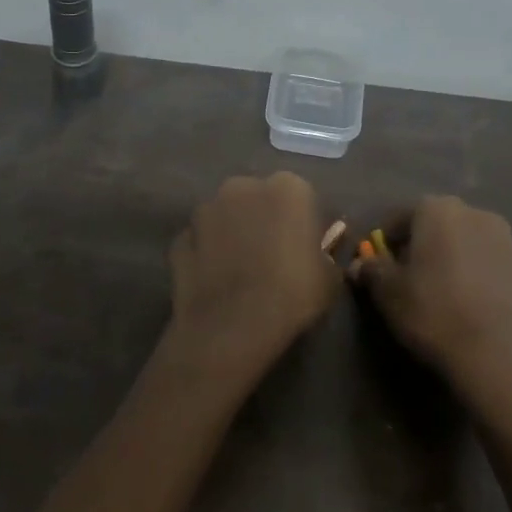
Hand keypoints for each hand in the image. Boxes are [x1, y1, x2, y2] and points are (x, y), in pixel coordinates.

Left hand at [165, 172, 340, 387]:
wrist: (232, 326)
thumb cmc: (293, 294)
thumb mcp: (330, 278)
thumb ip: (326, 254)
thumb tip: (320, 251)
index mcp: (288, 188)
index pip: (302, 198)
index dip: (304, 224)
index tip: (306, 250)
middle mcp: (244, 186)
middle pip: (259, 199)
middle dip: (265, 220)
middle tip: (274, 258)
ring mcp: (206, 208)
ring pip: (226, 216)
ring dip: (233, 233)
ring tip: (241, 272)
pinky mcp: (180, 236)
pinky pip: (202, 241)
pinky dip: (208, 254)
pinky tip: (217, 282)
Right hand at [351, 196, 511, 416]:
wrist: (497, 356)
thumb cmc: (433, 312)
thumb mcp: (388, 293)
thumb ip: (372, 270)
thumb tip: (360, 264)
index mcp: (437, 209)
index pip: (400, 217)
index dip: (384, 241)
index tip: (378, 266)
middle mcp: (474, 212)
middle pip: (435, 224)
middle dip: (419, 244)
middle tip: (407, 277)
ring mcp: (505, 238)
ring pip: (464, 240)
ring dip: (449, 256)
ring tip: (440, 291)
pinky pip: (487, 261)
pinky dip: (474, 272)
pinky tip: (467, 301)